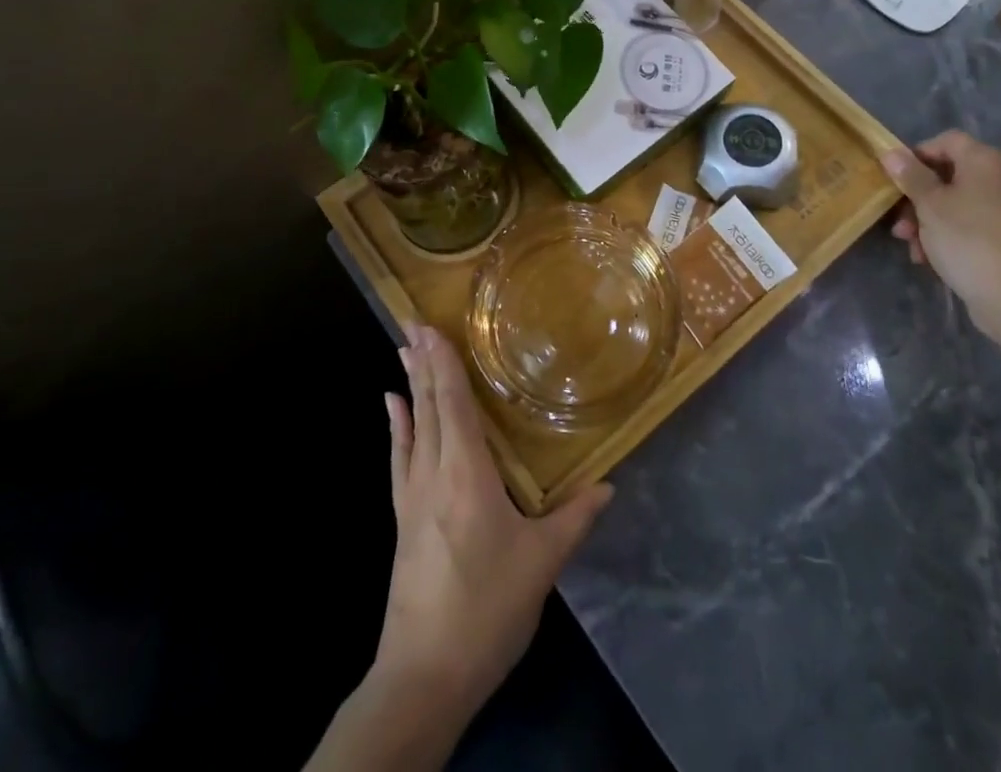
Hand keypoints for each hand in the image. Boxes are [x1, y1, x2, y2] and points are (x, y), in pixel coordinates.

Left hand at [374, 324, 612, 721]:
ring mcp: (413, 496)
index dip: (444, 363)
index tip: (430, 327)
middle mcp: (435, 473)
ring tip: (403, 351)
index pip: (453, 404)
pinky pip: (399, 459)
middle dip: (423, 362)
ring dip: (410, 386)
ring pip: (412, 427)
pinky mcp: (403, 519)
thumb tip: (609, 484)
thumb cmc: (487, 608)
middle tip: (413, 323)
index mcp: (467, 474)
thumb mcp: (542, 563)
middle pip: (428, 406)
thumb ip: (574, 518)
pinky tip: (391, 408)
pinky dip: (397, 428)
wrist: (424, 676)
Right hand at [882, 130, 1000, 353]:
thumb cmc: (968, 239)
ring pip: (954, 205)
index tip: (896, 177)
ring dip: (926, 221)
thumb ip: (910, 176)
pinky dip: (946, 238)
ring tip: (910, 246)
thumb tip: (892, 153)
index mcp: (984, 162)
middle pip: (948, 175)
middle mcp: (999, 180)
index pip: (947, 140)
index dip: (918, 154)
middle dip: (917, 197)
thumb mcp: (930, 204)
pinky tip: (929, 260)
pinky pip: (968, 228)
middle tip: (898, 220)